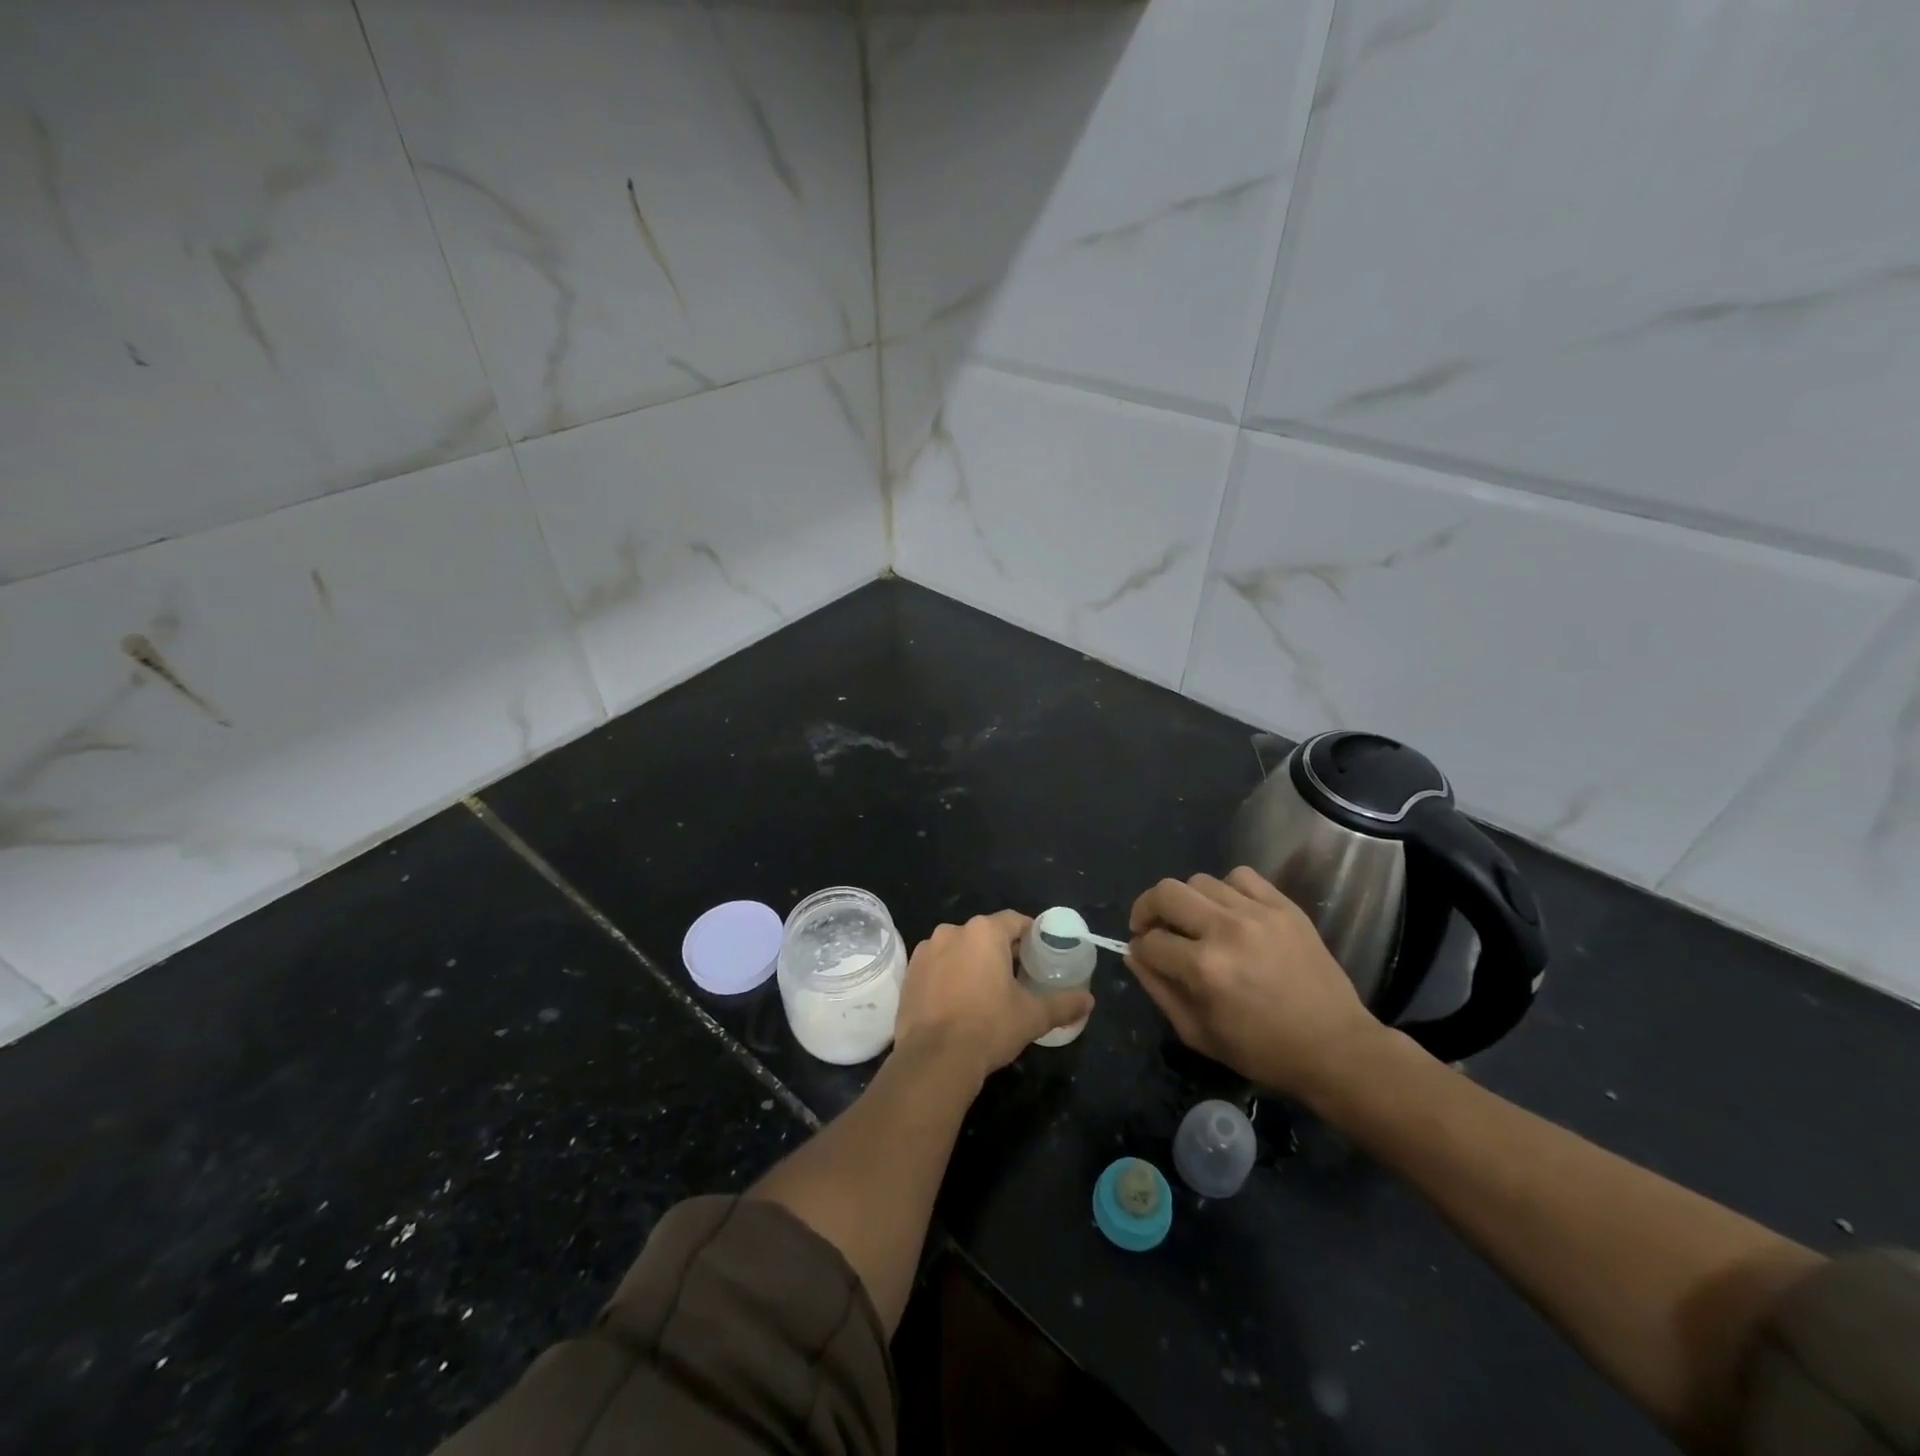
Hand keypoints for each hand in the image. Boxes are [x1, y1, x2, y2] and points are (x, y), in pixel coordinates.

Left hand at [894, 911, 1093, 1084]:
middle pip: (985, 935)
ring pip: (959, 950)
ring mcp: (926, 951)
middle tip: (1018, 978)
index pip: (1015, 921)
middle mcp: (952, 931)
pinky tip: (958, 1003)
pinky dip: (949, 977)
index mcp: (983, 932)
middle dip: (1002, 951)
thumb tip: (1089, 1000)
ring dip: (973, 963)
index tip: (1041, 956)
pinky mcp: (910, 973)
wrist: (934, 1059)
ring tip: (986, 993)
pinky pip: (937, 967)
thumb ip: (1063, 1003)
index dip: (1031, 936)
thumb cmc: (989, 1027)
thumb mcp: (1033, 1016)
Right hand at [1127, 868, 1384, 1100]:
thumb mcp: (1198, 1034)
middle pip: (1165, 893)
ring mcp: (1258, 913)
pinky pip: (1241, 876)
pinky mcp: (1284, 906)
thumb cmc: (1263, 1051)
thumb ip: (1158, 990)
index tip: (1146, 956)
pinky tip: (1230, 912)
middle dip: (1147, 910)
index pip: (1149, 941)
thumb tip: (1133, 954)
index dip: (1140, 950)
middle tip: (1152, 927)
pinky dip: (1226, 889)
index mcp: (1203, 969)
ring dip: (1187, 901)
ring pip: (1199, 881)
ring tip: (1195, 922)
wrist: (1336, 1048)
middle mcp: (1226, 931)